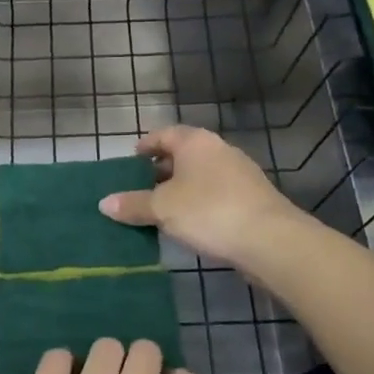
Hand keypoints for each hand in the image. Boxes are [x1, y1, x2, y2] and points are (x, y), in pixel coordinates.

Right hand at [98, 126, 307, 269]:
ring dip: (181, 188)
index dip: (146, 145)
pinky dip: (199, 202)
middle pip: (183, 154)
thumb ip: (133, 204)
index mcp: (195, 142)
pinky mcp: (252, 197)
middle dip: (161, 169)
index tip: (132, 158)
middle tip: (140, 187)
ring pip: (201, 175)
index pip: (164, 134)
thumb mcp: (163, 209)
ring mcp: (239, 173)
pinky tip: (190, 223)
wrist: (270, 239)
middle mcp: (218, 150)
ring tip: (161, 208)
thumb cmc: (209, 212)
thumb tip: (104, 203)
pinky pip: (216, 193)